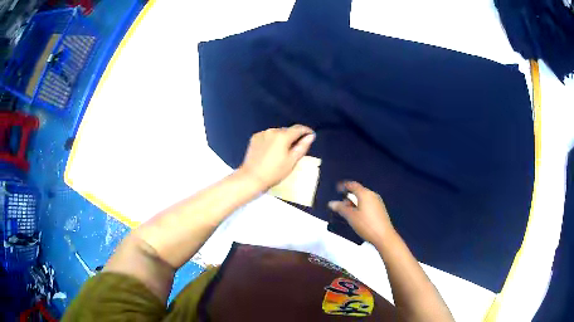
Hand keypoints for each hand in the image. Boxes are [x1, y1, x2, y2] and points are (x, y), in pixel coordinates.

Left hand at [239, 125, 314, 189]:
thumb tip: (310, 136)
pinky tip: (271, 150)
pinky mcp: (254, 138)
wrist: (252, 178)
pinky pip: (268, 136)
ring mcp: (262, 133)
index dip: (307, 130)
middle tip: (297, 147)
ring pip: (277, 133)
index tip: (311, 135)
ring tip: (283, 150)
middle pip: (287, 130)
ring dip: (282, 138)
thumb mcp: (292, 161)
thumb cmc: (275, 172)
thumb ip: (302, 146)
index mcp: (283, 136)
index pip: (298, 128)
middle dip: (294, 136)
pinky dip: (272, 140)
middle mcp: (272, 130)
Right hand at [328, 181, 394, 244]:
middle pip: (358, 192)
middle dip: (349, 197)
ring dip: (355, 203)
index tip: (337, 189)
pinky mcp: (381, 210)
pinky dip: (361, 207)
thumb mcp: (350, 216)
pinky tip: (358, 217)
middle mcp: (372, 195)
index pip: (353, 185)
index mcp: (365, 194)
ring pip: (363, 198)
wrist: (384, 236)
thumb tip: (332, 203)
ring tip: (348, 213)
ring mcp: (378, 202)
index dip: (344, 186)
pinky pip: (368, 204)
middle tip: (341, 206)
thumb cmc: (367, 225)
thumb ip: (340, 208)